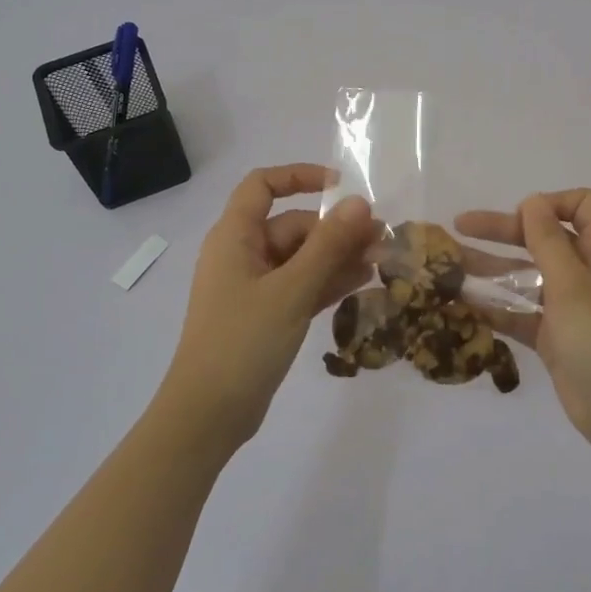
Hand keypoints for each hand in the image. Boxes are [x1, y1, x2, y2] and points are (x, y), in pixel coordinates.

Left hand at [162, 164, 379, 448]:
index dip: (300, 177)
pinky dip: (326, 282)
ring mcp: (253, 287)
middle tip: (381, 241)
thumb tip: (361, 203)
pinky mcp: (265, 315)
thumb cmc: (243, 342)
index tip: (342, 187)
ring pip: (301, 258)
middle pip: (292, 225)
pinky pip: (300, 286)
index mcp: (235, 237)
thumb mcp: (292, 290)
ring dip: (338, 257)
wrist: (208, 414)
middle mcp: (242, 254)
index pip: (263, 185)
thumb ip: (328, 245)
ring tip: (381, 261)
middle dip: (336, 230)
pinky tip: (362, 283)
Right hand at [456, 189, 590, 457]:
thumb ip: (549, 242)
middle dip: (502, 230)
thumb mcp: (573, 287)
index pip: (581, 207)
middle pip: (542, 238)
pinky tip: (462, 307)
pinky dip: (495, 307)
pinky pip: (520, 313)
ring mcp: (568, 307)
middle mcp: (585, 274)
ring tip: (449, 269)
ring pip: (526, 276)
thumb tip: (532, 201)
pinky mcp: (553, 337)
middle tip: (458, 228)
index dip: (550, 204)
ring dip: (490, 270)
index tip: (518, 217)